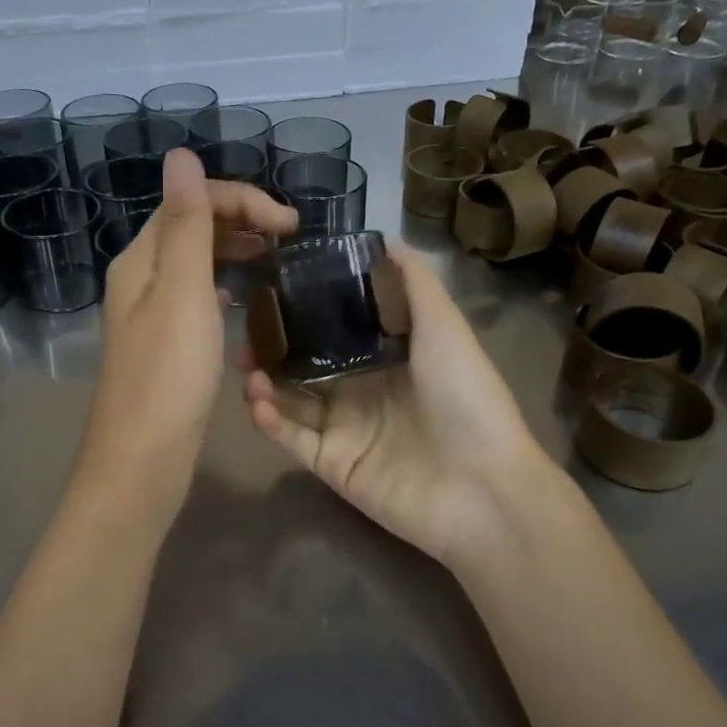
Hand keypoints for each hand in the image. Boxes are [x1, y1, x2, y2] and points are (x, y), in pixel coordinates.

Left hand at [75, 149, 297, 516]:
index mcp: (142, 259)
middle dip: (241, 219)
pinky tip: (249, 296)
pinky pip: (200, 294)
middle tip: (292, 238)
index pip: (190, 200)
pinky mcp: (169, 342)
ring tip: (278, 258)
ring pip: (198, 260)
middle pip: (192, 226)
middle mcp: (142, 277)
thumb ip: (187, 225)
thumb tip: (180, 155)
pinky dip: (227, 282)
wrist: (142, 459)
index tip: (290, 224)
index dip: (241, 199)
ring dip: (236, 248)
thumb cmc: (167, 376)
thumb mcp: (182, 293)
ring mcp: (154, 311)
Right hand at [243, 242, 559, 572]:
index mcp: (386, 357)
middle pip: (304, 365)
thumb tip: (385, 239)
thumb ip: (414, 283)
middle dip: (272, 350)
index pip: (334, 330)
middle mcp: (361, 390)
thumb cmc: (465, 398)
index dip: (302, 313)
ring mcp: (345, 430)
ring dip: (265, 383)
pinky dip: (270, 421)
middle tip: (243, 336)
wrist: (483, 488)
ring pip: (291, 401)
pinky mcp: (332, 465)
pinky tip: (257, 401)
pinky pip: (292, 439)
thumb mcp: (445, 327)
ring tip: (247, 368)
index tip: (271, 291)